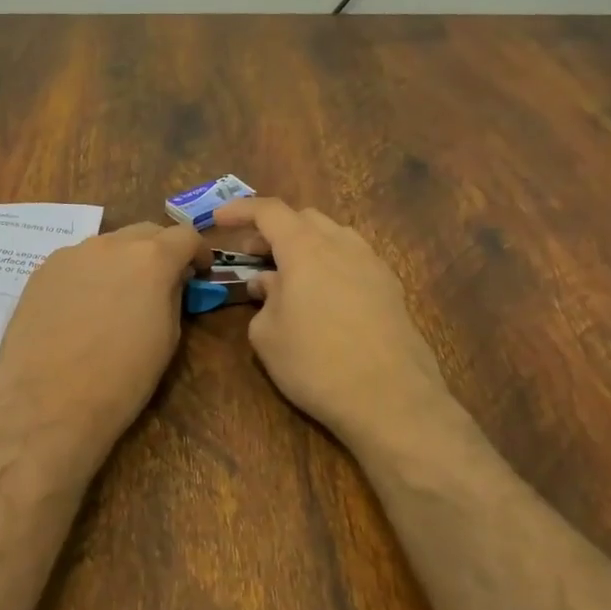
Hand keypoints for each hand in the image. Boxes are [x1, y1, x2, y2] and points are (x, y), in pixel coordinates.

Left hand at [0, 221, 209, 453]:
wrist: (49, 403)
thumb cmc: (122, 379)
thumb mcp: (167, 338)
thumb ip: (172, 296)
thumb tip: (171, 281)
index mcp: (151, 258)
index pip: (185, 236)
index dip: (197, 252)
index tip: (200, 273)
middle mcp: (111, 244)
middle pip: (144, 233)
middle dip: (159, 251)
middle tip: (161, 282)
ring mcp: (71, 254)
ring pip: (107, 246)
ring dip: (121, 262)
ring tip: (117, 298)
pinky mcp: (41, 271)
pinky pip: (76, 263)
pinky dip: (89, 275)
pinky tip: (82, 309)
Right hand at [212, 197, 453, 449]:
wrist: (391, 399)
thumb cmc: (316, 364)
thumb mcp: (267, 336)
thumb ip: (263, 300)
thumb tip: (269, 284)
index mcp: (305, 248)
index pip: (269, 211)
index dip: (241, 210)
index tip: (219, 220)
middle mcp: (341, 245)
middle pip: (304, 218)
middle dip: (274, 230)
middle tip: (253, 256)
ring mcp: (372, 264)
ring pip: (333, 236)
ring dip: (305, 245)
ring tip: (289, 276)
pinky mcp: (391, 288)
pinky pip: (354, 260)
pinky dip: (330, 264)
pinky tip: (323, 296)